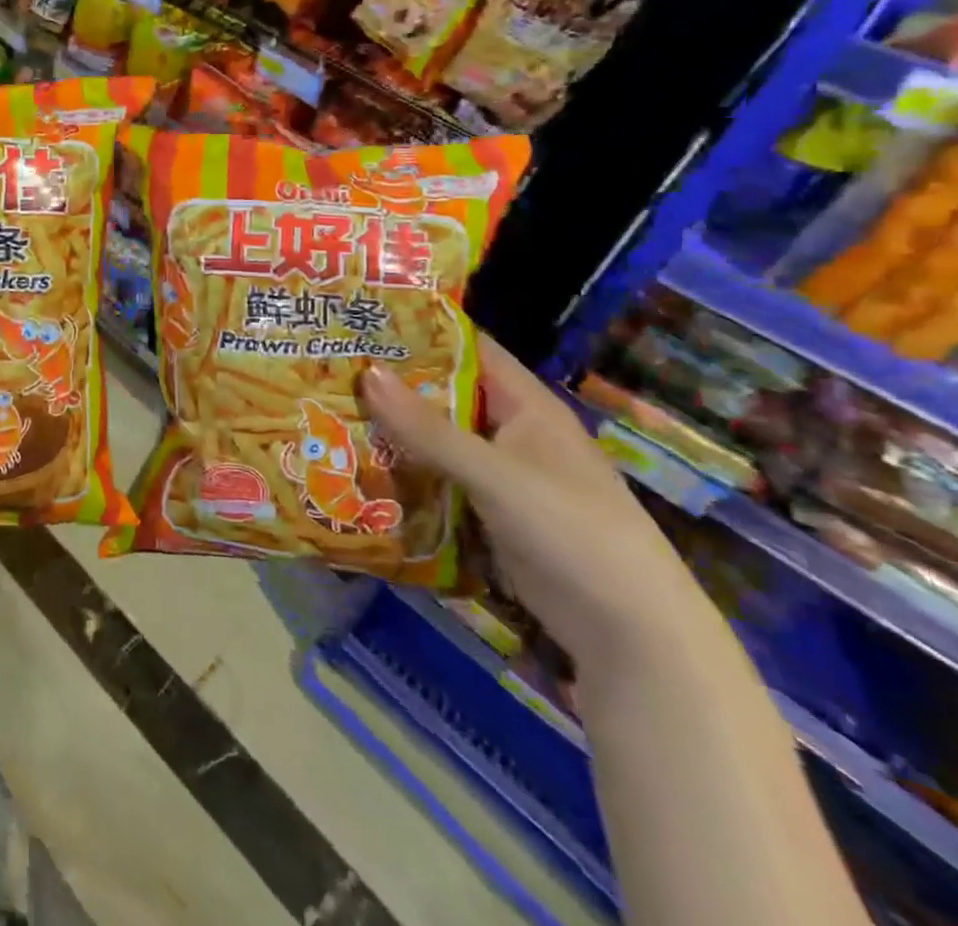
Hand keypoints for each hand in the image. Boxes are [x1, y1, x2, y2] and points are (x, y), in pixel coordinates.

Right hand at [359, 336, 720, 677]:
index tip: (360, 323)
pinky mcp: (489, 514)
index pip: (467, 349)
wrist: (631, 635)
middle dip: (392, 383)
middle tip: (328, 369)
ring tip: (327, 412)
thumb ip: (429, 429)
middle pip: (444, 395)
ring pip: (437, 440)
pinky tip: (358, 468)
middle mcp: (512, 432)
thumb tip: (366, 373)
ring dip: (392, 431)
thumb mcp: (496, 474)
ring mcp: (501, 476)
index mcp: (527, 406)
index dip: (418, 332)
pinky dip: (405, 472)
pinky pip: (439, 480)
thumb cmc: (572, 532)